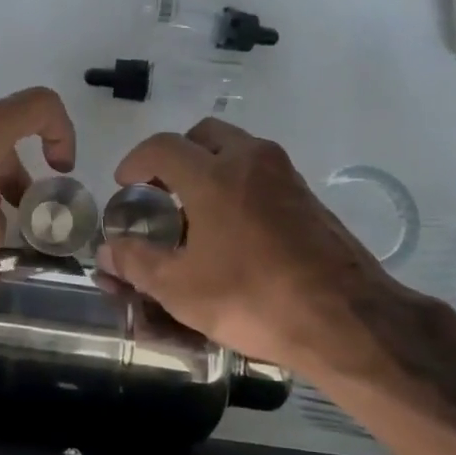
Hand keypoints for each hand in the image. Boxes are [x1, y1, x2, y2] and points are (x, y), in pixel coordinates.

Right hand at [98, 118, 404, 379]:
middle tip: (162, 191)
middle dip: (176, 155)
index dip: (135, 161)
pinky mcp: (308, 196)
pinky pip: (262, 171)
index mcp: (214, 175)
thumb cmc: (254, 299)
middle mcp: (251, 160)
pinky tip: (234, 228)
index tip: (125, 185)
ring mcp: (286, 175)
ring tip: (195, 210)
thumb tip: (108, 250)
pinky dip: (238, 182)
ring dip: (210, 166)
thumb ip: (137, 262)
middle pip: (204, 134)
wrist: (347, 320)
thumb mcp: (181, 289)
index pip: (162, 146)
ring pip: (237, 149)